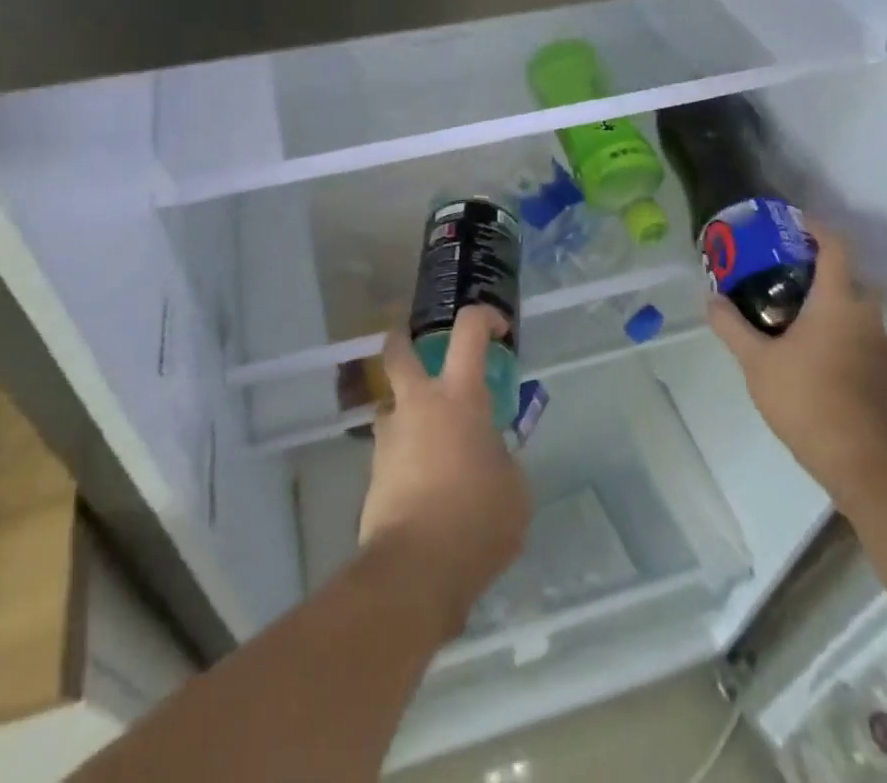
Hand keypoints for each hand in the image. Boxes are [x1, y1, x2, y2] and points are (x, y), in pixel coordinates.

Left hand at [360, 307, 531, 633]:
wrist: (415, 568)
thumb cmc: (477, 519)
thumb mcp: (514, 489)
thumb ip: (502, 459)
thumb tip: (489, 457)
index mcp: (459, 396)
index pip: (469, 331)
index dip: (484, 318)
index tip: (497, 329)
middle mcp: (418, 404)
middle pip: (399, 350)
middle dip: (404, 340)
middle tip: (421, 350)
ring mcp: (389, 436)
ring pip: (392, 405)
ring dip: (409, 413)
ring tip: (435, 448)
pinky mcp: (372, 472)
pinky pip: (392, 450)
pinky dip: (407, 458)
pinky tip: (426, 490)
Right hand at [705, 216, 886, 509]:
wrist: (869, 466)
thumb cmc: (808, 400)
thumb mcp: (756, 362)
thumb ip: (731, 327)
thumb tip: (711, 299)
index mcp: (838, 304)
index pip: (836, 247)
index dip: (817, 228)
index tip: (794, 222)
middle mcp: (868, 319)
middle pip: (851, 280)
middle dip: (822, 272)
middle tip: (787, 278)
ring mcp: (885, 352)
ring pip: (858, 315)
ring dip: (831, 310)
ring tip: (794, 323)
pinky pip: (864, 346)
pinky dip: (842, 342)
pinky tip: (816, 365)